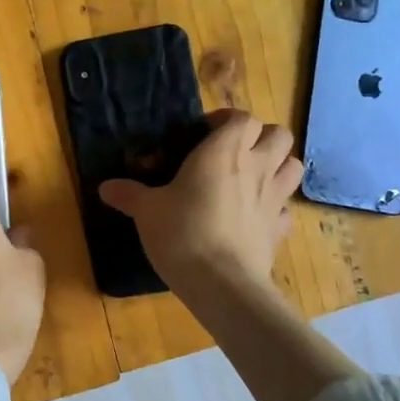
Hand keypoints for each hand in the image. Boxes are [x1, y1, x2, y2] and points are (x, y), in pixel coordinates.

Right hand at [99, 109, 302, 301]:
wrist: (221, 283)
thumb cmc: (182, 233)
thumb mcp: (147, 211)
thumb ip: (130, 194)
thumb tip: (105, 187)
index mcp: (224, 151)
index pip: (242, 117)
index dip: (226, 120)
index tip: (204, 133)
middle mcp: (256, 167)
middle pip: (279, 134)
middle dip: (261, 137)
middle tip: (234, 152)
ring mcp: (274, 199)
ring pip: (293, 166)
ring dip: (277, 165)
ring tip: (252, 178)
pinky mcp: (279, 230)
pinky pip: (285, 209)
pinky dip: (275, 207)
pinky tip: (255, 217)